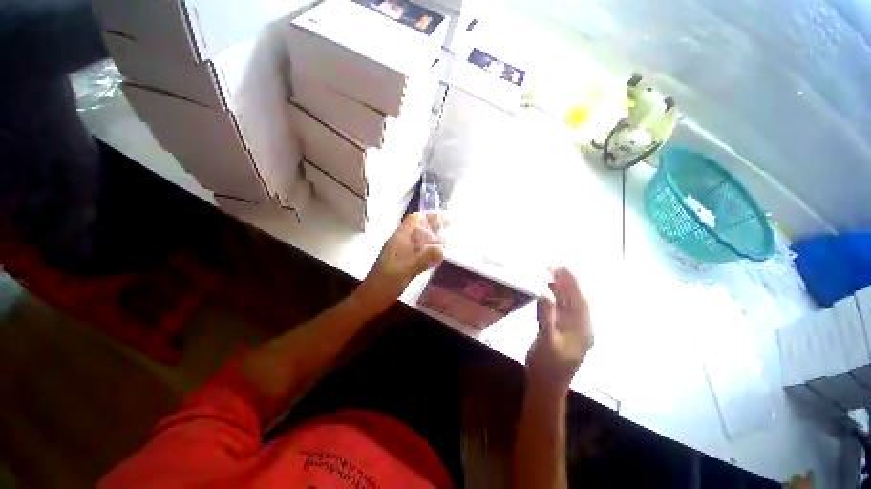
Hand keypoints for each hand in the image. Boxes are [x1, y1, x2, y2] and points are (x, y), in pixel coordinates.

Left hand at [354, 212, 445, 312]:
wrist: (371, 299)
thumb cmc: (385, 283)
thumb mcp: (406, 270)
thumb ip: (424, 259)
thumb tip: (442, 249)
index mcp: (399, 239)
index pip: (414, 220)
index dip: (428, 216)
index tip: (444, 217)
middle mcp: (401, 243)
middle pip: (418, 229)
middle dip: (434, 226)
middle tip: (451, 226)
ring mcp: (402, 253)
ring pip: (419, 241)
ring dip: (432, 238)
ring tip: (448, 239)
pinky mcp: (404, 263)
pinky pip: (419, 252)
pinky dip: (429, 250)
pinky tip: (438, 254)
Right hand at [526, 267, 592, 395]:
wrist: (545, 385)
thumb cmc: (547, 366)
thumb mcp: (546, 342)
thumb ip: (546, 317)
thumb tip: (544, 292)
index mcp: (583, 330)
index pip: (580, 300)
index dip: (573, 282)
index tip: (563, 266)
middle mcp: (581, 327)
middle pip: (575, 299)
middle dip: (566, 281)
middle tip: (553, 265)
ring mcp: (571, 328)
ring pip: (568, 303)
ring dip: (560, 288)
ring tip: (549, 272)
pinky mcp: (561, 330)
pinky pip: (560, 309)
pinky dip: (554, 297)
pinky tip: (547, 289)